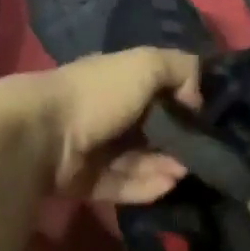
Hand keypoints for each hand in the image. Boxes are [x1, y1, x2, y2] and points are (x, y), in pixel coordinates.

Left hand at [10, 48, 201, 203]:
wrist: (42, 136)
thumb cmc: (98, 93)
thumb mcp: (147, 64)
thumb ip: (182, 70)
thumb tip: (198, 98)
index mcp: (116, 80)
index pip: (158, 90)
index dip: (185, 102)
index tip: (207, 118)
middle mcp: (106, 112)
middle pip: (151, 129)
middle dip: (178, 141)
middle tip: (201, 152)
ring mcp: (94, 149)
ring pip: (139, 160)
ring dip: (165, 166)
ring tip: (185, 172)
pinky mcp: (86, 182)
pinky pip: (123, 184)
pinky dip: (146, 185)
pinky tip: (168, 185)